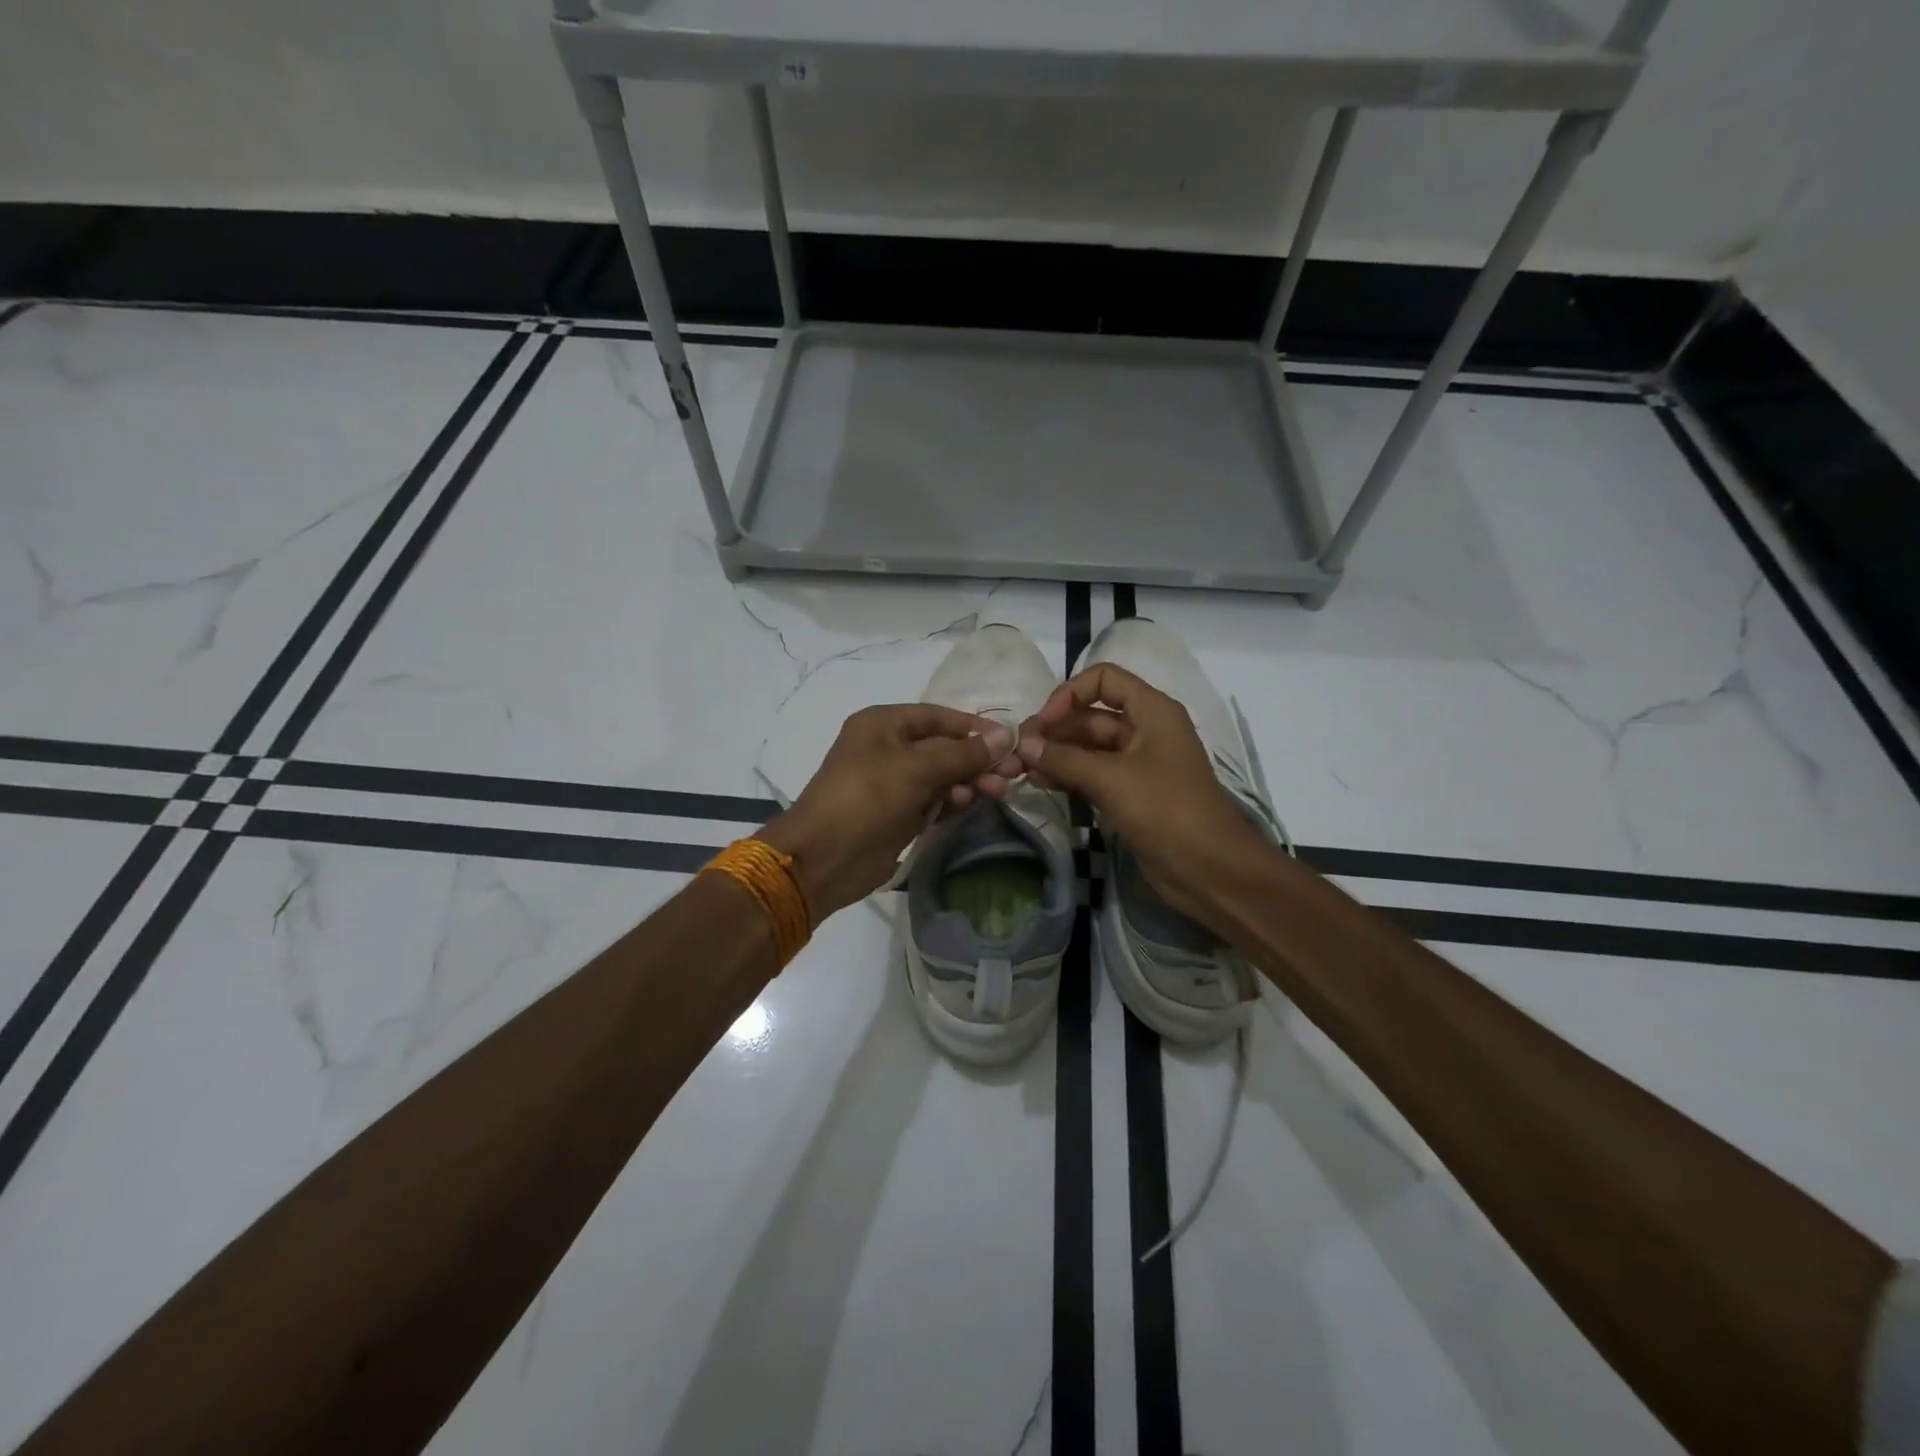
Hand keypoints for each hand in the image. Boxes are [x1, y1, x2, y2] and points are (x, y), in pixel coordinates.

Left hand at [759, 705, 1019, 918]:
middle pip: (943, 747)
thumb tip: (1005, 736)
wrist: (823, 859)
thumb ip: (963, 754)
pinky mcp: (898, 814)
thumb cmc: (866, 799)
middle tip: (1011, 774)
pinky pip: (934, 801)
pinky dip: (952, 802)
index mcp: (883, 724)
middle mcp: (887, 748)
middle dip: (976, 759)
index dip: (973, 727)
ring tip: (996, 793)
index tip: (1009, 740)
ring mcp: (892, 784)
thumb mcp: (916, 770)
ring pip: (942, 776)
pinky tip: (969, 805)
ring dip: (969, 782)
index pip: (937, 717)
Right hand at [1018, 664, 1268, 925]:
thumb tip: (1023, 743)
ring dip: (1056, 754)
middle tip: (1018, 751)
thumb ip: (1064, 758)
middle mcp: (1145, 730)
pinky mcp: (1130, 794)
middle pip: (1091, 716)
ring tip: (1021, 769)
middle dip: (1055, 730)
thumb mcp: (1112, 779)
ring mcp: (1137, 764)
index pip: (1103, 680)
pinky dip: (1068, 775)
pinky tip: (1040, 783)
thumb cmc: (1166, 811)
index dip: (1069, 694)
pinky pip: (1093, 774)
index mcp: (1152, 711)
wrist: (1209, 869)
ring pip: (1088, 748)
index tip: (1043, 723)